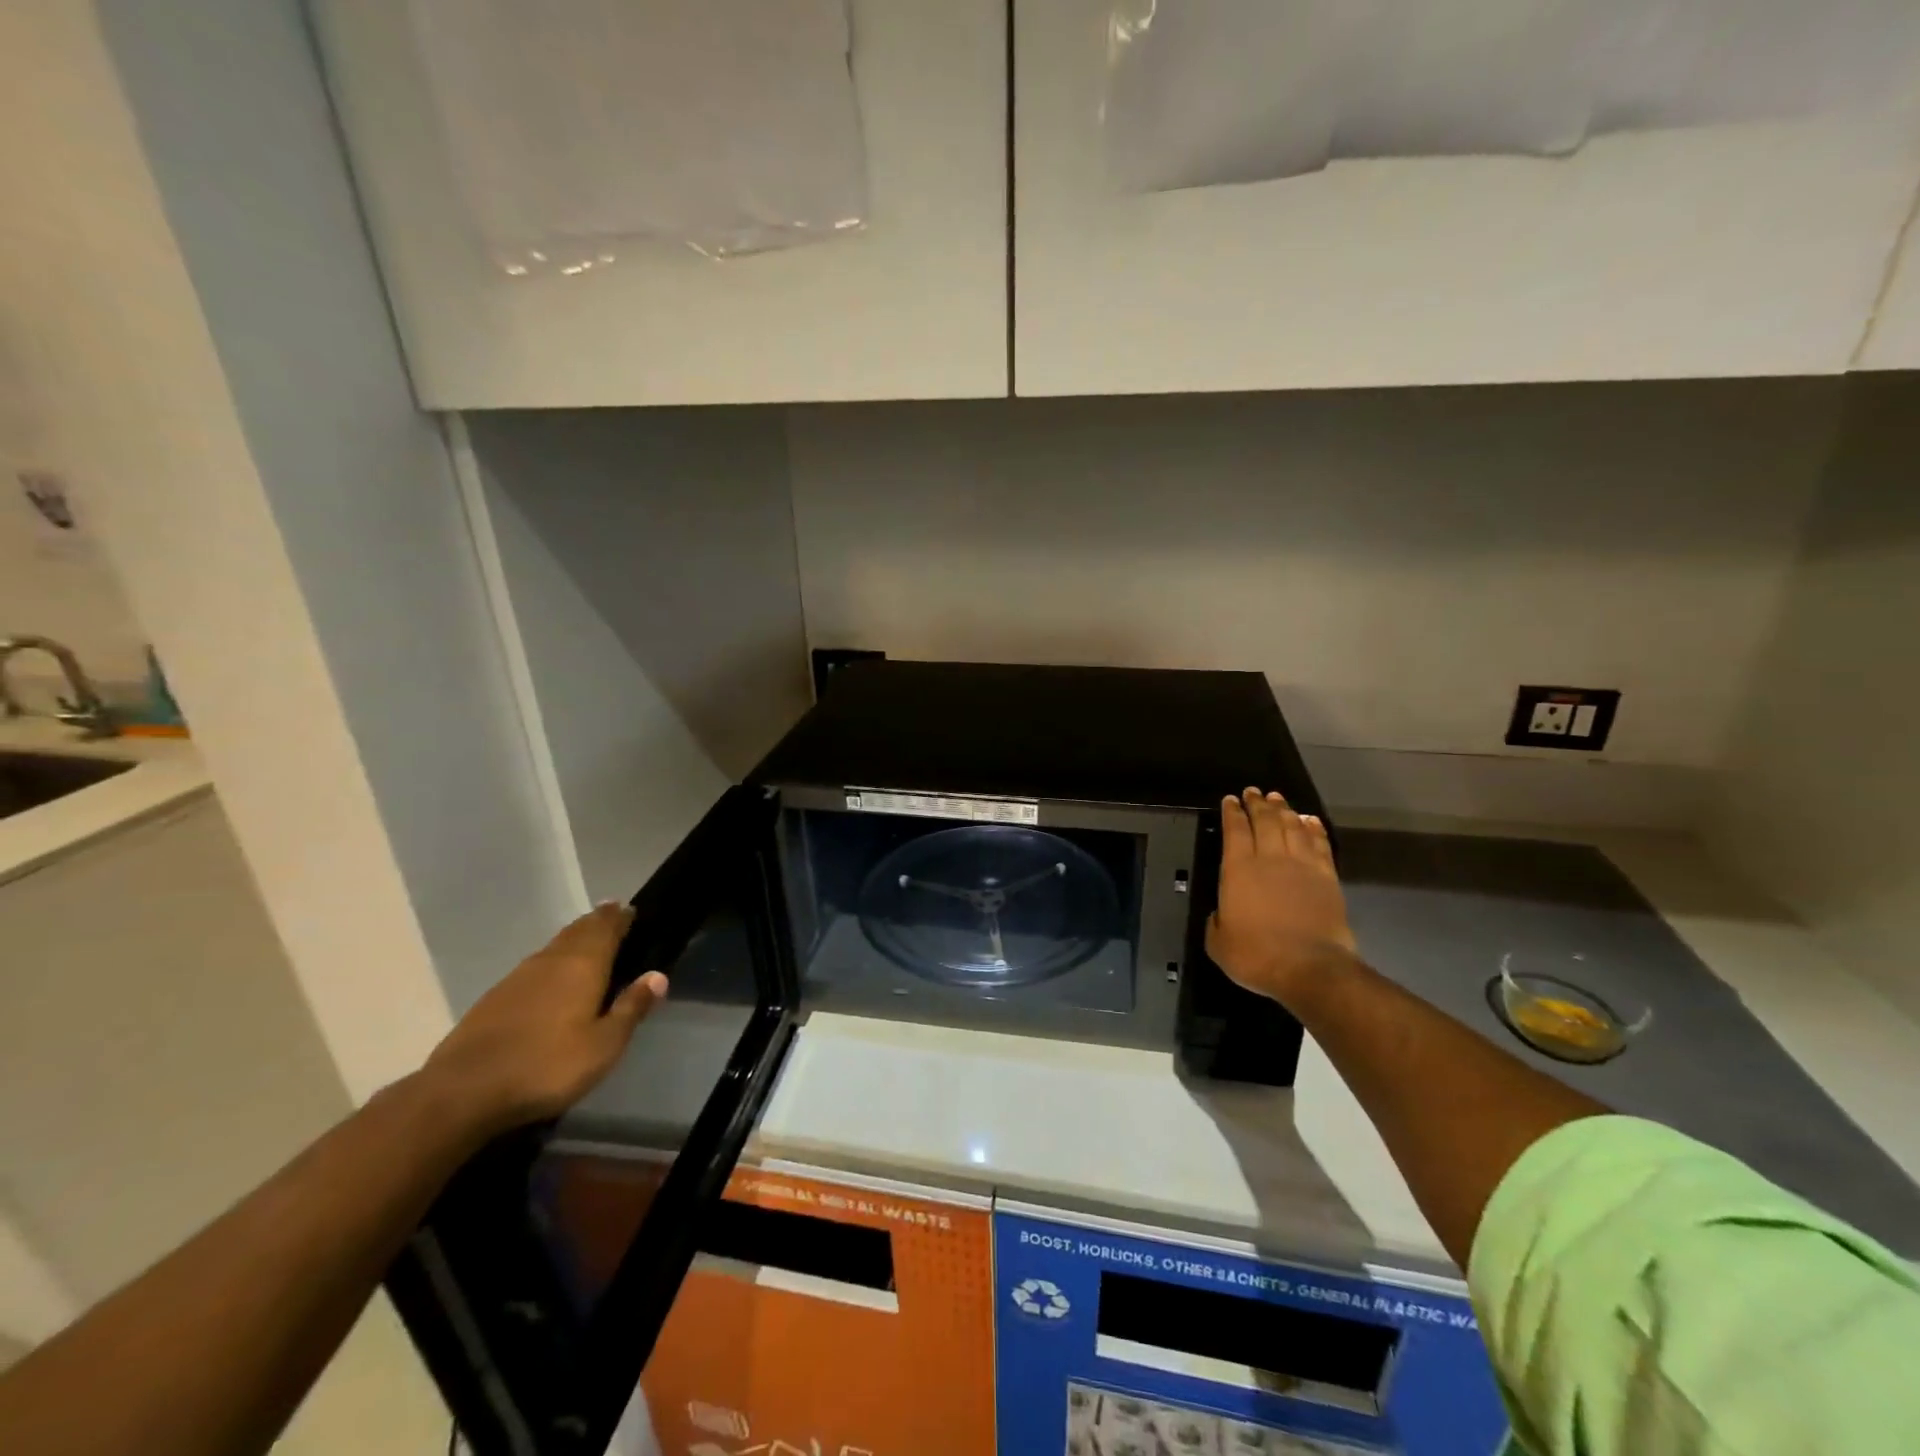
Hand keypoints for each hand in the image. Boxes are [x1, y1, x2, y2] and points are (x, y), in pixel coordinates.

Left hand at [421, 904, 667, 1136]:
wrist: (463, 1092)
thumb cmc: (546, 1066)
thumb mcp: (603, 1045)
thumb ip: (631, 1008)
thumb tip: (657, 975)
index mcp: (583, 966)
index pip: (606, 929)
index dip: (620, 917)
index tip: (630, 909)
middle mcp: (552, 961)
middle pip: (578, 931)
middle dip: (597, 921)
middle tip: (611, 912)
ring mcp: (518, 977)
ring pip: (554, 946)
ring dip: (573, 938)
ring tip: (586, 937)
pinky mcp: (494, 998)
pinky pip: (534, 966)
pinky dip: (551, 960)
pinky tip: (550, 975)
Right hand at [1206, 789, 1355, 1006]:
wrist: (1310, 968)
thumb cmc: (1256, 956)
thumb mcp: (1218, 943)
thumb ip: (1216, 922)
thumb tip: (1221, 914)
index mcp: (1238, 870)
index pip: (1235, 830)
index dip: (1232, 812)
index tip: (1230, 800)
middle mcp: (1270, 859)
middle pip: (1264, 821)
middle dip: (1257, 804)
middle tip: (1253, 792)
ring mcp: (1302, 866)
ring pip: (1292, 827)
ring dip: (1283, 810)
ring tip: (1277, 799)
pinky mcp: (1327, 877)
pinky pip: (1319, 844)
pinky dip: (1313, 829)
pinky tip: (1309, 820)